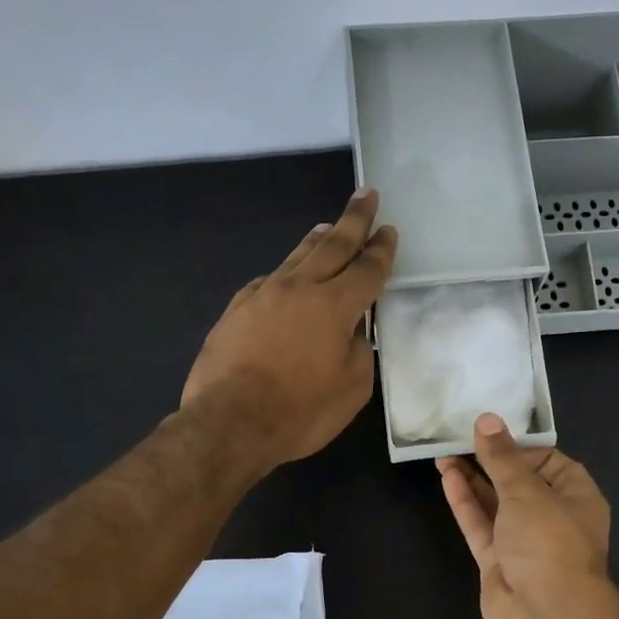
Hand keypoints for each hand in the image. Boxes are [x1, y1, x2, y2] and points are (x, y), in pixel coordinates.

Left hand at [182, 188, 397, 469]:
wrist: (229, 422)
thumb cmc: (300, 412)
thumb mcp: (351, 389)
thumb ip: (359, 351)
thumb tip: (352, 332)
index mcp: (335, 306)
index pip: (367, 270)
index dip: (381, 250)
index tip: (389, 231)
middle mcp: (299, 289)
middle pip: (333, 246)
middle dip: (354, 220)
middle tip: (367, 196)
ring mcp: (263, 295)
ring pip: (296, 257)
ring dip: (318, 239)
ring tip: (329, 226)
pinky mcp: (237, 309)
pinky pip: (269, 280)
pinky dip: (286, 272)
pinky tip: (288, 274)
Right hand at [437, 413, 612, 618]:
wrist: (547, 615)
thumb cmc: (549, 541)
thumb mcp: (526, 490)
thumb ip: (501, 458)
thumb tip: (487, 420)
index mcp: (576, 495)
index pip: (547, 460)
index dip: (518, 445)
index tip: (489, 430)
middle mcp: (551, 515)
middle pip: (517, 481)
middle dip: (489, 460)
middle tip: (458, 436)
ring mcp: (522, 540)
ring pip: (494, 502)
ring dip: (471, 479)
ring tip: (443, 452)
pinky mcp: (497, 560)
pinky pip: (480, 524)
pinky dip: (465, 502)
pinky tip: (447, 477)